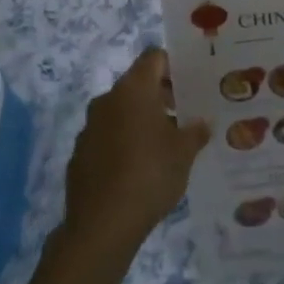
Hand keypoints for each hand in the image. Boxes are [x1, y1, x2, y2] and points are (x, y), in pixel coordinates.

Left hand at [61, 48, 209, 264]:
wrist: (102, 226)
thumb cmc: (150, 175)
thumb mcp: (184, 152)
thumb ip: (195, 131)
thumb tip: (202, 123)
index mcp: (133, 90)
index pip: (154, 57)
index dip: (175, 64)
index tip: (192, 82)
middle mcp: (107, 100)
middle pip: (138, 83)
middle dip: (162, 95)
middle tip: (186, 113)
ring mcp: (89, 127)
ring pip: (122, 111)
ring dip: (142, 119)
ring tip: (166, 143)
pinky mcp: (80, 153)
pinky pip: (108, 136)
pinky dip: (124, 141)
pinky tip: (140, 166)